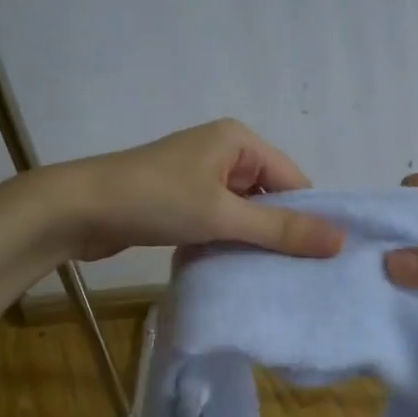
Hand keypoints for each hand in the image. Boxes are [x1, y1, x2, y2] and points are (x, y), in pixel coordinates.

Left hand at [41, 119, 344, 261]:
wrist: (77, 210)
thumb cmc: (155, 201)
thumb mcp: (223, 215)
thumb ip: (280, 228)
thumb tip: (340, 239)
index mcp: (239, 140)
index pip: (293, 179)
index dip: (308, 216)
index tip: (321, 259)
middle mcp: (223, 151)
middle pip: (270, 195)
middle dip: (280, 230)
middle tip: (299, 274)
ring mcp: (200, 175)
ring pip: (245, 211)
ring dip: (253, 239)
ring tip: (271, 276)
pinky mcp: (182, 199)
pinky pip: (220, 219)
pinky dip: (228, 240)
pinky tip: (235, 268)